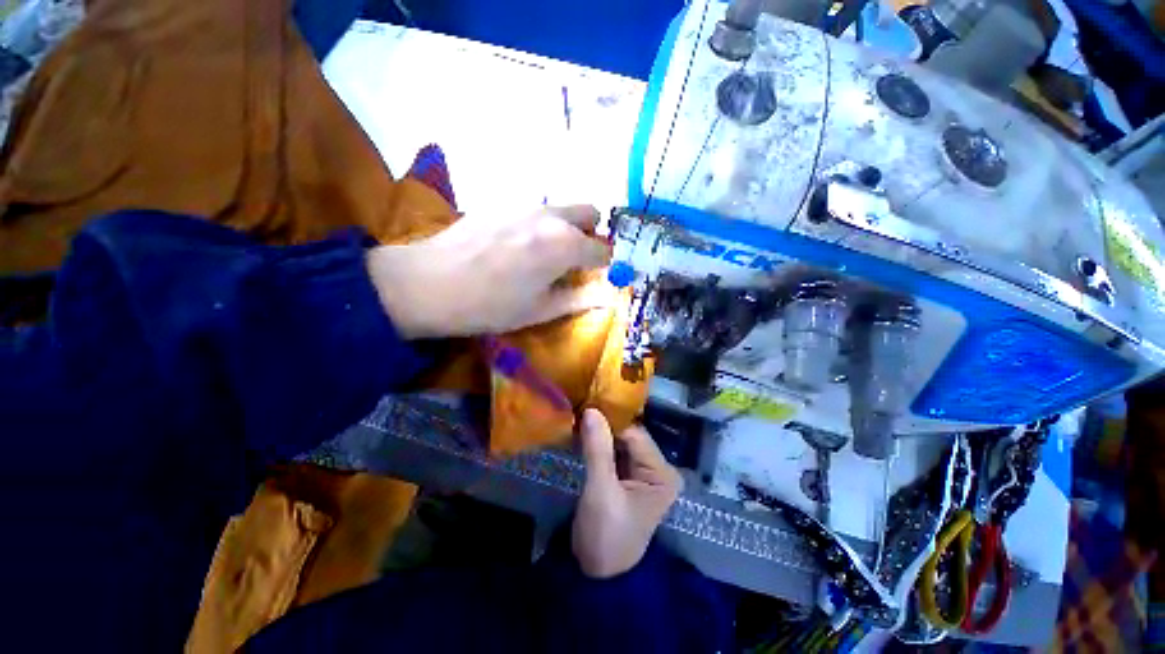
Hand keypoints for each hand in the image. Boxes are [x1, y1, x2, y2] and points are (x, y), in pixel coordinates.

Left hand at [366, 205, 613, 338]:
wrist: (429, 283)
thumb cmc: (491, 305)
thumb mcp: (541, 310)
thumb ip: (580, 298)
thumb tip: (609, 295)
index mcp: (565, 244)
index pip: (604, 250)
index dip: (606, 266)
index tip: (598, 277)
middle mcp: (551, 216)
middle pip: (589, 214)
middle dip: (591, 235)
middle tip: (574, 260)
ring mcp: (525, 204)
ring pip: (562, 210)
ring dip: (565, 229)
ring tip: (543, 256)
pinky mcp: (501, 202)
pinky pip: (535, 210)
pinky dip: (540, 225)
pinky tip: (515, 247)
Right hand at [572, 409, 683, 578]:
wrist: (597, 574)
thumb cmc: (605, 536)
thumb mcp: (600, 492)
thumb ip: (597, 450)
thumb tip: (591, 410)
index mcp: (662, 473)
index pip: (635, 435)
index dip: (610, 420)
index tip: (586, 404)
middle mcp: (658, 468)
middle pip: (629, 436)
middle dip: (605, 424)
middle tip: (580, 407)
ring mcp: (643, 472)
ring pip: (620, 441)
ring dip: (600, 431)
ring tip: (579, 415)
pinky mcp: (629, 475)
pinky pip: (614, 451)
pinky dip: (599, 443)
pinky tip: (582, 431)